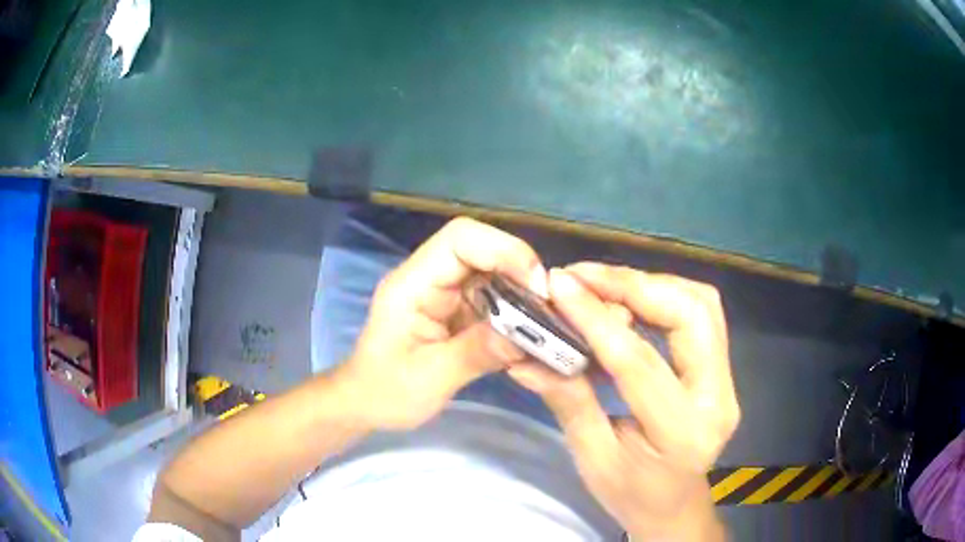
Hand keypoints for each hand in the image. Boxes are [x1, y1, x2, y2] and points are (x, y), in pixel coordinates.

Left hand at [335, 217, 547, 430]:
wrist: (366, 403)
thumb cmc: (386, 391)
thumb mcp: (430, 378)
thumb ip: (475, 353)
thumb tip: (528, 336)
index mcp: (412, 284)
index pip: (459, 239)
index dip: (503, 250)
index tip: (535, 285)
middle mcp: (429, 278)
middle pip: (480, 249)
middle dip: (519, 270)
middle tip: (550, 305)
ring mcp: (442, 293)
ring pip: (491, 272)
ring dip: (521, 291)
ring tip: (546, 319)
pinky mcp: (455, 310)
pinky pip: (492, 297)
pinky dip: (515, 310)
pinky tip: (530, 331)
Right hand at [508, 263, 738, 539]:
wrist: (675, 506)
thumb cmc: (631, 494)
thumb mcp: (593, 458)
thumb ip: (568, 400)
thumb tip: (526, 355)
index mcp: (681, 433)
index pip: (639, 362)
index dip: (596, 319)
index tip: (560, 286)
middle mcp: (718, 398)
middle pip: (690, 315)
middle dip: (634, 285)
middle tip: (583, 278)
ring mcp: (729, 380)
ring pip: (701, 304)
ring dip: (651, 284)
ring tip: (602, 285)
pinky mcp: (724, 369)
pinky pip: (701, 313)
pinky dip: (664, 295)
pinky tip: (630, 299)